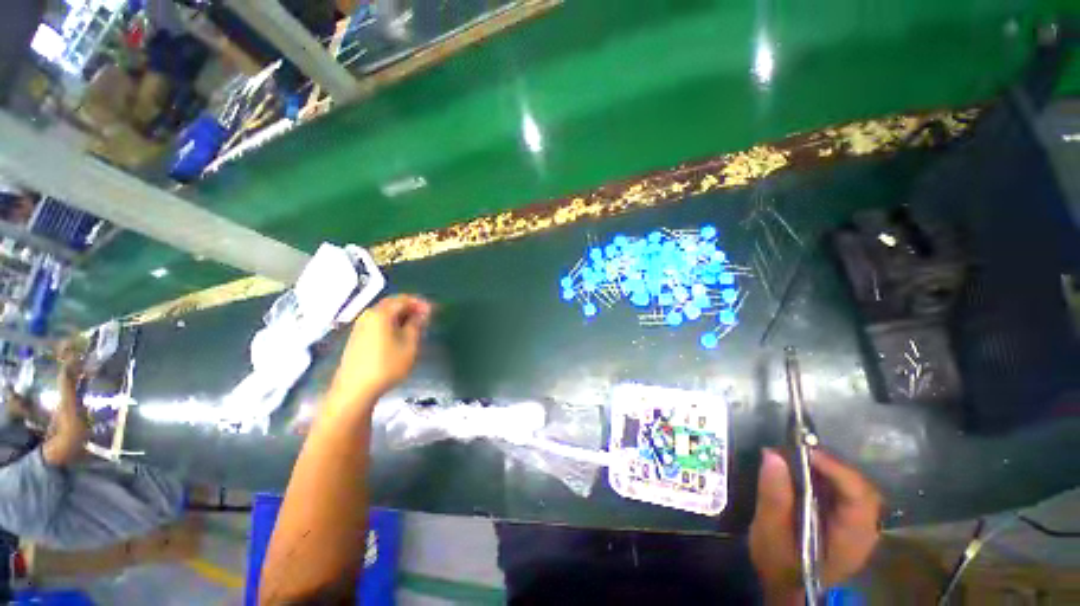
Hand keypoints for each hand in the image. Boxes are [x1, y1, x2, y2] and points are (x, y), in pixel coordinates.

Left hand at [327, 295, 431, 413]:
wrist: (355, 389)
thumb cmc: (387, 366)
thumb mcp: (409, 345)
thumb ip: (417, 325)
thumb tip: (423, 312)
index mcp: (381, 314)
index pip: (403, 299)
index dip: (420, 302)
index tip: (433, 311)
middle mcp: (368, 315)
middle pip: (392, 304)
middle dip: (410, 307)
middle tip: (426, 317)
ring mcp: (360, 326)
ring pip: (384, 313)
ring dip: (401, 315)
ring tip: (415, 326)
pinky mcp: (357, 337)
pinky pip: (378, 322)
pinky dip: (391, 323)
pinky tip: (399, 335)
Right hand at [749, 448, 881, 602]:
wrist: (785, 584)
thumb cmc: (778, 564)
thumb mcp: (769, 534)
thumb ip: (774, 497)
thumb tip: (773, 455)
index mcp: (851, 541)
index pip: (859, 499)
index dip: (837, 470)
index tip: (806, 451)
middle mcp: (863, 530)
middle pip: (860, 488)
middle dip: (831, 464)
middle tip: (796, 448)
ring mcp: (857, 524)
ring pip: (852, 485)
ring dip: (826, 466)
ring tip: (794, 455)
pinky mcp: (845, 518)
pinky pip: (841, 489)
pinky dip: (823, 474)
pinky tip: (801, 468)